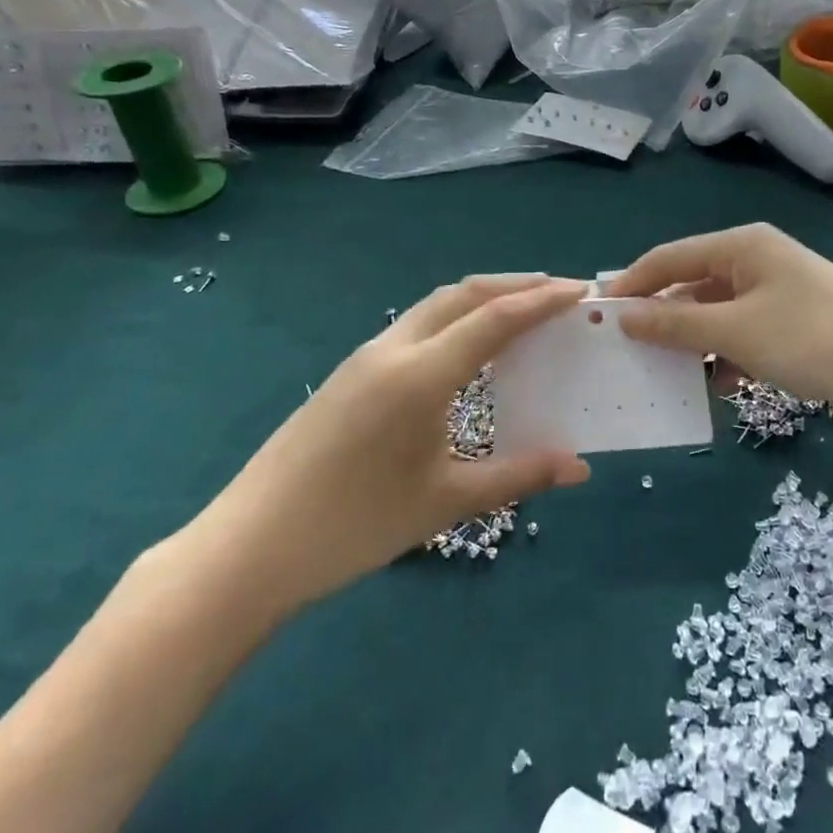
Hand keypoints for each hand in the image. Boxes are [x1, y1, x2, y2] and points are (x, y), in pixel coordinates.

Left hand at [182, 275, 590, 619]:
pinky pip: (414, 326)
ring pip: (434, 307)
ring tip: (519, 311)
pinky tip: (466, 350)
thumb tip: (580, 466)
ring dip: (480, 299)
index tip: (580, 291)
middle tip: (557, 291)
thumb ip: (519, 475)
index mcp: (421, 375)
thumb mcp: (446, 501)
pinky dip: (454, 319)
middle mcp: (393, 350)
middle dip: (513, 285)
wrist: (251, 548)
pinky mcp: (349, 374)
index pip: (494, 319)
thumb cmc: (356, 525)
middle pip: (462, 295)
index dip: (542, 301)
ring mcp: (365, 358)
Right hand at [607, 225, 832, 414]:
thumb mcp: (738, 332)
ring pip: (717, 314)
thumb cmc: (814, 338)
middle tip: (627, 353)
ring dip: (694, 343)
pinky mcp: (794, 322)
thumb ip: (678, 325)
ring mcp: (778, 292)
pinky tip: (721, 386)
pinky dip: (728, 356)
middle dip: (662, 319)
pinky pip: (744, 333)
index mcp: (741, 247)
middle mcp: (756, 261)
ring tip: (668, 376)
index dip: (632, 283)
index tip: (598, 316)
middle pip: (692, 285)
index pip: (669, 257)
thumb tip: (624, 315)